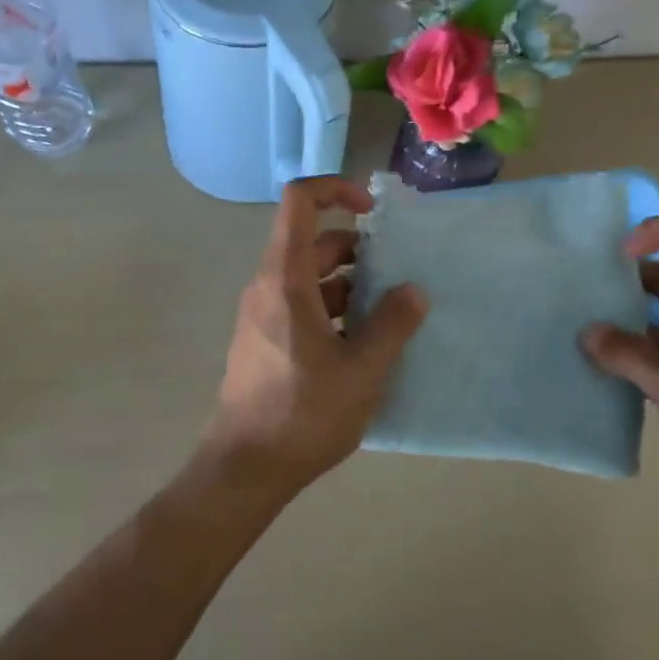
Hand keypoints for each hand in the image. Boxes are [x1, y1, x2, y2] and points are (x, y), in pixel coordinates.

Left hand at [203, 176, 427, 491]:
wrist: (245, 469)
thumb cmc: (303, 414)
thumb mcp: (362, 371)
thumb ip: (392, 325)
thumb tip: (413, 290)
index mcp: (284, 280)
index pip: (300, 202)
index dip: (336, 190)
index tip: (374, 212)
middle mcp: (268, 287)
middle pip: (312, 243)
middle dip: (358, 251)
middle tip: (397, 277)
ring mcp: (262, 315)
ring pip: (309, 277)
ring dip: (349, 285)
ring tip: (389, 314)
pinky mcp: (264, 340)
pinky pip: (302, 305)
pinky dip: (334, 309)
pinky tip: (363, 343)